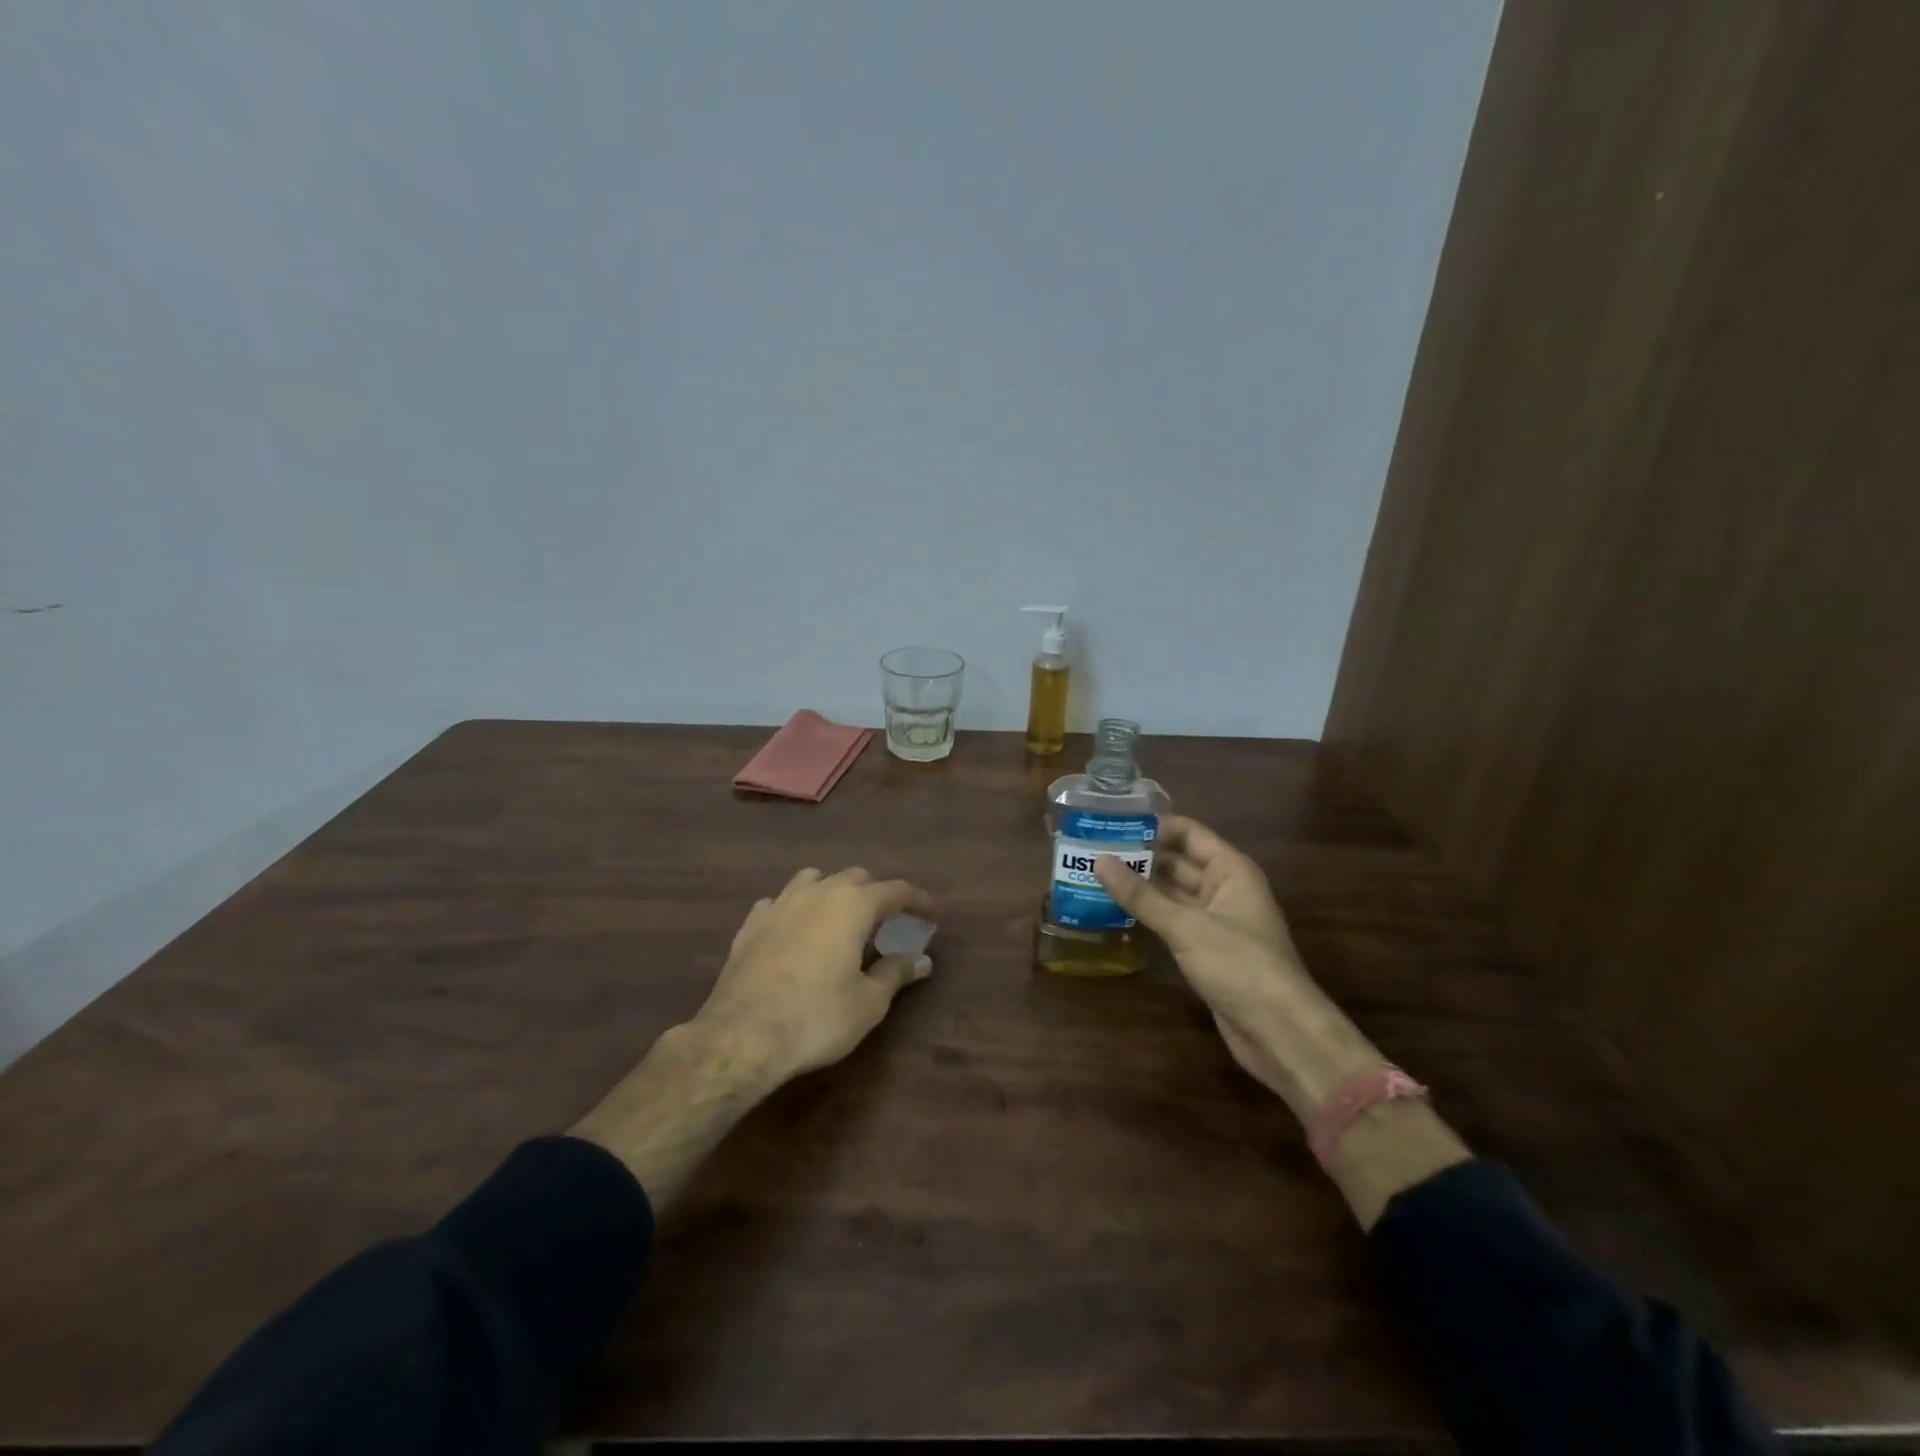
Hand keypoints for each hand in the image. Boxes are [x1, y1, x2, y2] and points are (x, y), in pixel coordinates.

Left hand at [692, 866, 938, 1086]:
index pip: (897, 890)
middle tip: (889, 922)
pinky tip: (796, 931)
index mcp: (853, 905)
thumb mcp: (869, 1002)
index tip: (934, 914)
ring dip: (834, 892)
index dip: (920, 900)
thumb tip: (921, 960)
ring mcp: (779, 904)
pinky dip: (797, 909)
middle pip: (856, 877)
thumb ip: (896, 973)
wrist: (742, 1036)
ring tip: (841, 919)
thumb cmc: (817, 1018)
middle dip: (877, 894)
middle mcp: (817, 892)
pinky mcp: (751, 923)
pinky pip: (781, 901)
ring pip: (815, 879)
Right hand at [1095, 817, 1322, 1102]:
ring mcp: (1215, 921)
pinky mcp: (1206, 949)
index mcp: (1230, 870)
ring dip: (1140, 887)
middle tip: (1091, 852)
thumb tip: (1099, 861)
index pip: (1188, 833)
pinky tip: (1115, 912)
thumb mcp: (1186, 927)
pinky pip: (1172, 921)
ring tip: (1094, 877)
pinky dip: (1147, 914)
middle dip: (1139, 857)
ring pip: (1172, 893)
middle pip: (1177, 862)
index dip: (1153, 827)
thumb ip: (1141, 896)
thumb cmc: (1239, 966)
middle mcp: (1224, 888)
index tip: (1110, 825)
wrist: (1279, 1032)